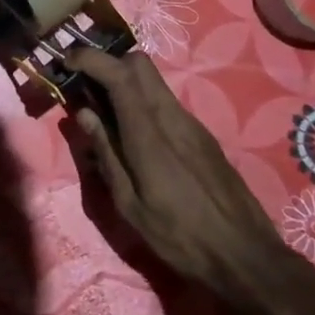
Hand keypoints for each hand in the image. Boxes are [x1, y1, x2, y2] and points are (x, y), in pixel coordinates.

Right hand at [62, 47, 280, 301]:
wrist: (247, 256)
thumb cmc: (181, 238)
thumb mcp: (130, 206)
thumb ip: (106, 154)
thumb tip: (83, 114)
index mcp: (149, 135)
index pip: (119, 75)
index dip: (91, 59)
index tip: (67, 60)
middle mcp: (172, 117)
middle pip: (139, 64)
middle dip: (108, 62)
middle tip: (84, 85)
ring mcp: (191, 123)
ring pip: (153, 81)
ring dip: (124, 80)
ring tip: (103, 111)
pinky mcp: (201, 134)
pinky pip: (165, 101)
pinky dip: (141, 100)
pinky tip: (132, 132)